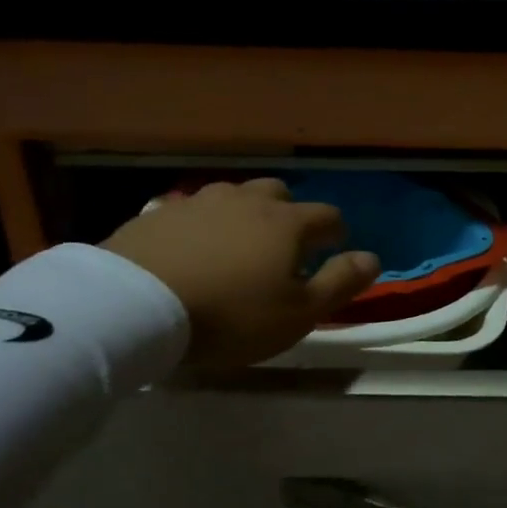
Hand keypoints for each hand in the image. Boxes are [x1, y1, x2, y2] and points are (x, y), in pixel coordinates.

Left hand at [102, 179, 380, 367]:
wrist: (134, 306)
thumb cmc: (231, 314)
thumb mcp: (298, 313)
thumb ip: (340, 282)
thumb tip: (372, 257)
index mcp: (286, 223)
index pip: (327, 215)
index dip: (336, 233)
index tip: (333, 251)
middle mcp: (246, 201)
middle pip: (278, 193)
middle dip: (289, 213)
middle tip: (284, 246)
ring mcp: (198, 202)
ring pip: (233, 196)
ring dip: (244, 214)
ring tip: (237, 245)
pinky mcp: (157, 213)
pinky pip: (192, 211)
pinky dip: (202, 225)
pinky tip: (192, 249)